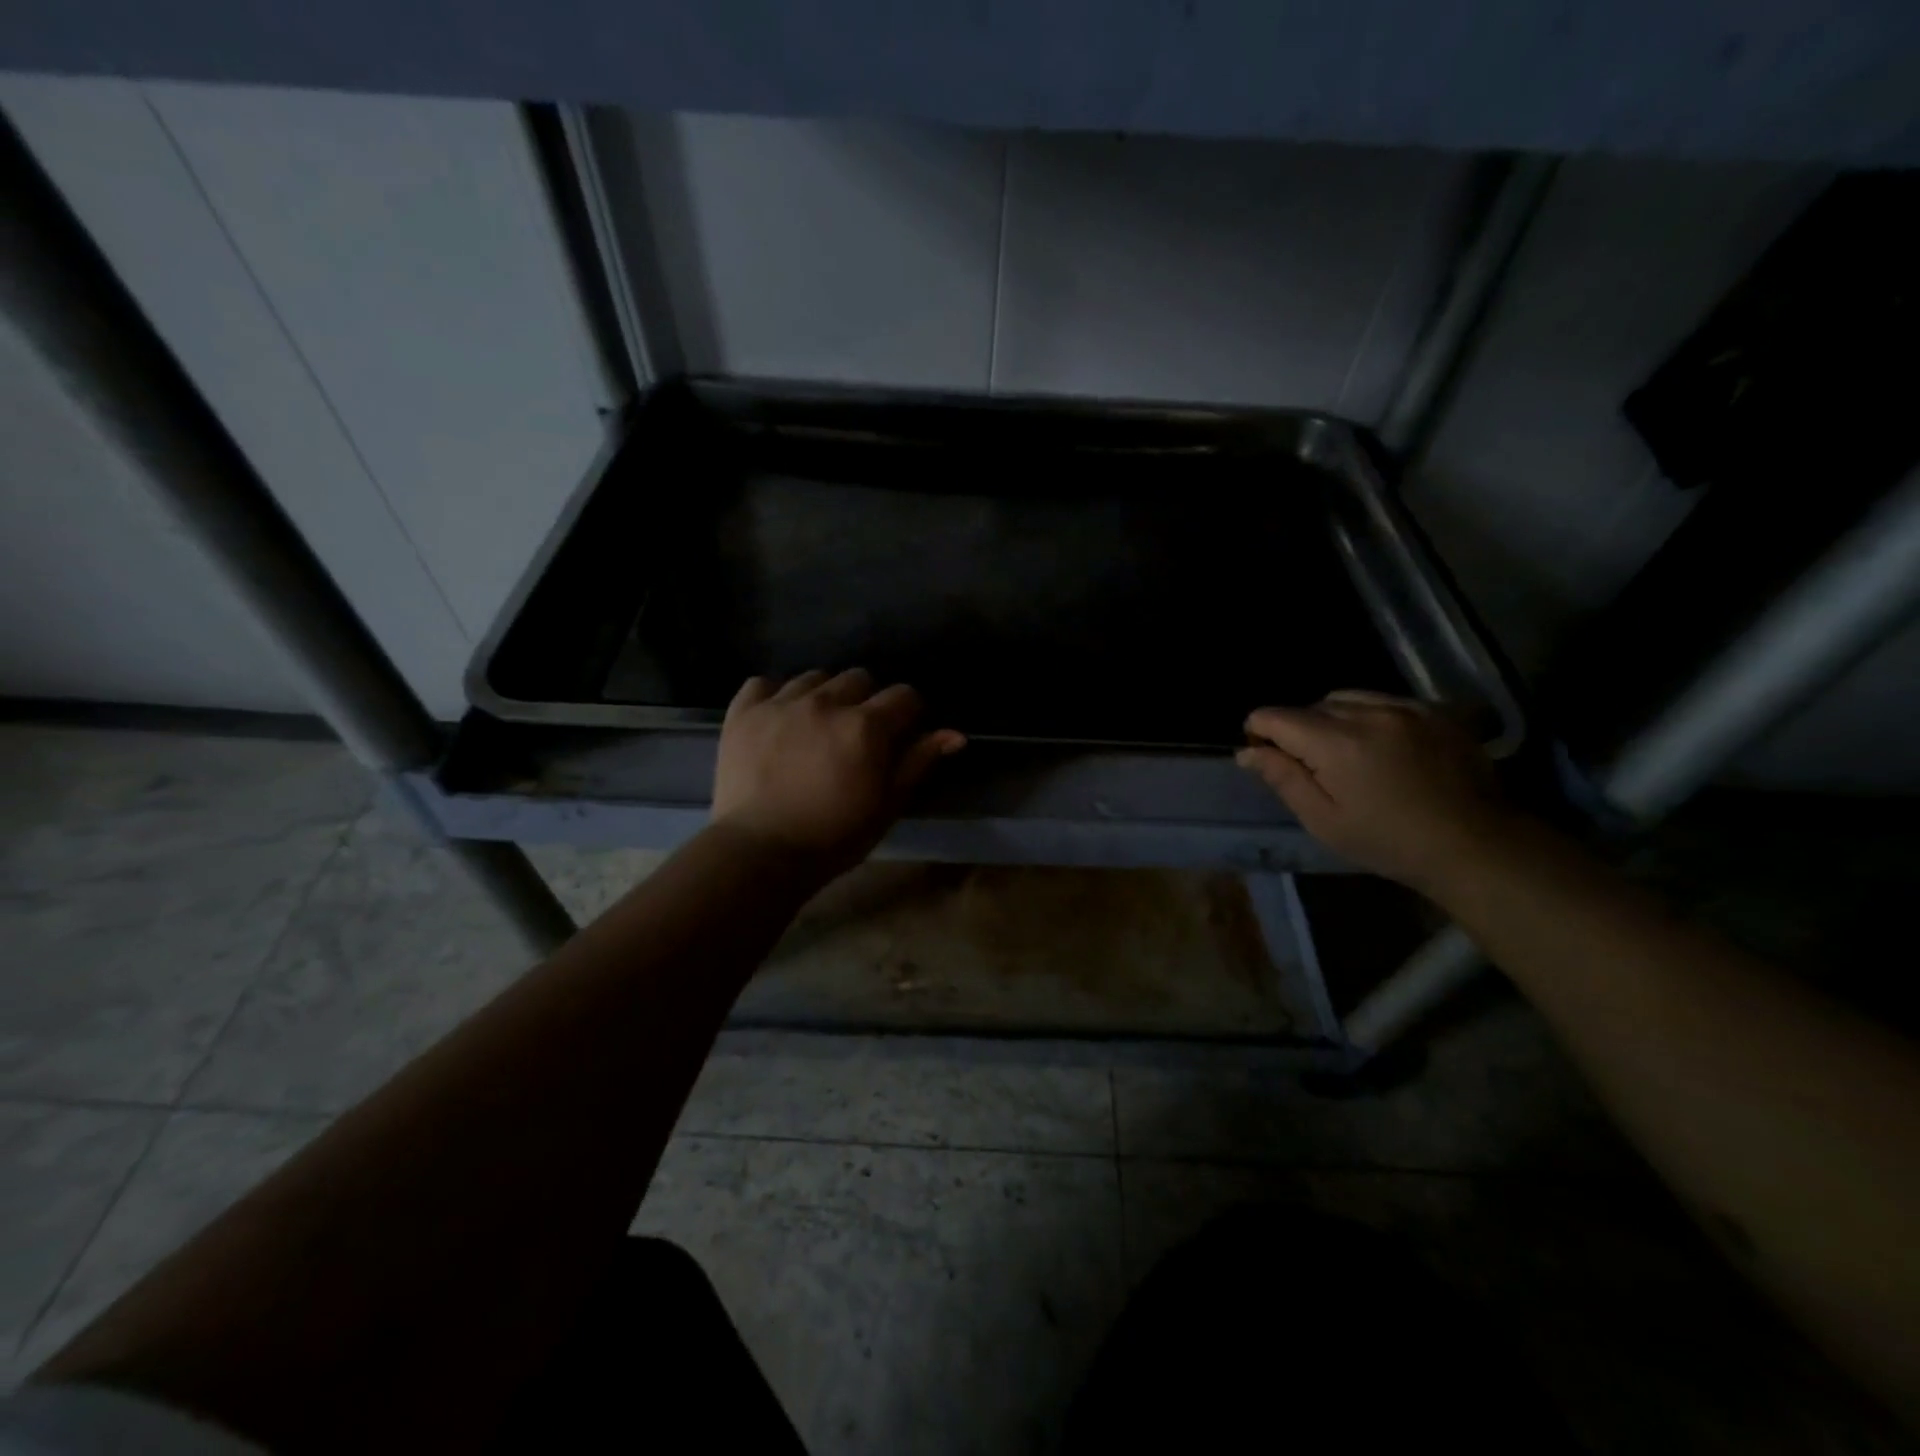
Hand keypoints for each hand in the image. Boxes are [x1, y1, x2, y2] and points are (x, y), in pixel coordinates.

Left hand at [711, 669, 965, 871]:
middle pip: (859, 677)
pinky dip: (775, 695)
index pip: (904, 695)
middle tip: (858, 732)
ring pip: (814, 677)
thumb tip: (955, 734)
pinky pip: (764, 683)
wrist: (759, 853)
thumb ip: (918, 762)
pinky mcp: (744, 712)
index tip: (902, 733)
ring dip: (824, 695)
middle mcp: (825, 702)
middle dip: (867, 699)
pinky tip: (779, 717)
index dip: (909, 713)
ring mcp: (781, 703)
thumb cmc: (833, 836)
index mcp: (866, 725)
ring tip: (818, 724)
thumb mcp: (886, 805)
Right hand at [1236, 690, 1519, 892]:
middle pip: (1311, 705)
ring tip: (1346, 752)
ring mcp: (1406, 707)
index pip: (1275, 716)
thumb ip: (1283, 778)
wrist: (1474, 845)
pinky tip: (1380, 745)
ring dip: (1334, 718)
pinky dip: (1370, 715)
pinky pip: (1384, 700)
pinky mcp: (1434, 711)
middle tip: (1310, 765)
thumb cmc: (1388, 841)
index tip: (1263, 754)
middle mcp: (1368, 713)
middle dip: (1299, 728)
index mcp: (1336, 743)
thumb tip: (1246, 751)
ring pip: (1347, 698)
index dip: (1259, 731)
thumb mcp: (1323, 820)